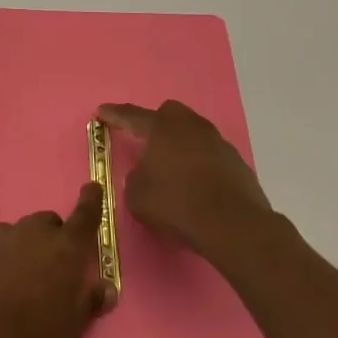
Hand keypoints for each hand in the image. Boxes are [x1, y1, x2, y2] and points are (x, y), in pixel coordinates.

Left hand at [0, 183, 116, 337]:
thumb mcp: (73, 328)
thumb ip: (91, 300)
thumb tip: (106, 287)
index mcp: (65, 249)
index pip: (84, 215)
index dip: (90, 201)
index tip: (92, 188)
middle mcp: (32, 233)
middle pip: (46, 224)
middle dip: (50, 240)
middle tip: (47, 272)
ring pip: (16, 234)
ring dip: (20, 250)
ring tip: (13, 285)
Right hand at [98, 100, 276, 264]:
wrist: (233, 225)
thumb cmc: (177, 204)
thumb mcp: (138, 197)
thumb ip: (135, 179)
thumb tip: (145, 175)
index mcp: (160, 128)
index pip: (131, 116)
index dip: (114, 114)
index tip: (102, 111)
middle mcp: (189, 126)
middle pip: (169, 113)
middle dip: (156, 123)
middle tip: (148, 143)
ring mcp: (216, 141)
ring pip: (193, 132)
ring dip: (181, 144)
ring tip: (174, 169)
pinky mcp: (236, 161)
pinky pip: (211, 154)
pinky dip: (201, 163)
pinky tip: (198, 185)